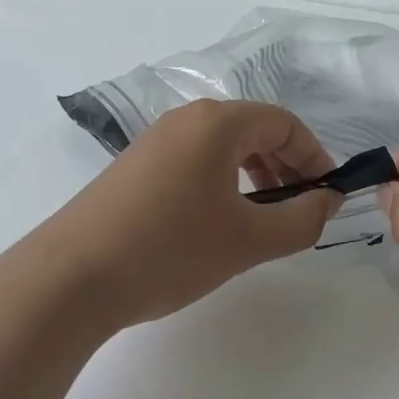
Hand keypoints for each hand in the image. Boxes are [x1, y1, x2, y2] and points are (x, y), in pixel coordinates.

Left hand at [35, 100, 341, 330]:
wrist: (70, 278)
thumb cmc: (170, 249)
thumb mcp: (248, 240)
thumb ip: (302, 220)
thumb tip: (328, 202)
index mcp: (217, 123)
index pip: (284, 123)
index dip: (314, 157)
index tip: (327, 196)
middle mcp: (185, 120)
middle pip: (253, 131)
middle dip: (286, 167)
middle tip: (299, 211)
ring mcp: (154, 142)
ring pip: (222, 149)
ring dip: (255, 177)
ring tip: (262, 221)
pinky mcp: (134, 168)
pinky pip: (194, 163)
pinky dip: (221, 185)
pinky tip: (218, 225)